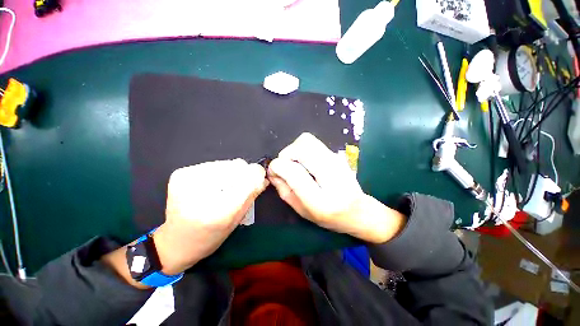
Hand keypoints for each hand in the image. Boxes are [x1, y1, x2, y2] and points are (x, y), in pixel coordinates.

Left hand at [153, 159, 267, 274]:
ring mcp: (187, 180)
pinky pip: (212, 164)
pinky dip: (219, 172)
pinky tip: (214, 184)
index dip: (257, 174)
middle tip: (241, 185)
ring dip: (232, 172)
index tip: (260, 176)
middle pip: (236, 166)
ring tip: (226, 186)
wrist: (176, 242)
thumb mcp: (236, 220)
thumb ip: (252, 195)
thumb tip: (264, 177)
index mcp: (217, 212)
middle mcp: (200, 193)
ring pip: (226, 163)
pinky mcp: (181, 174)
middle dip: (244, 173)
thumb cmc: (210, 237)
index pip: (247, 180)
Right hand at [267, 133, 404, 243]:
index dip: (278, 166)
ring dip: (294, 149)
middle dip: (286, 154)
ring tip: (294, 163)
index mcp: (320, 200)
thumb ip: (284, 191)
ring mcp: (336, 161)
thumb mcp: (302, 210)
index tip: (274, 170)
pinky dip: (302, 149)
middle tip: (285, 166)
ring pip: (307, 140)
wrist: (358, 211)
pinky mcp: (337, 155)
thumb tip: (273, 171)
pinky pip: (313, 143)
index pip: (294, 171)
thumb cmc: (328, 217)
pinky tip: (305, 162)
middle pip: (302, 146)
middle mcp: (331, 175)